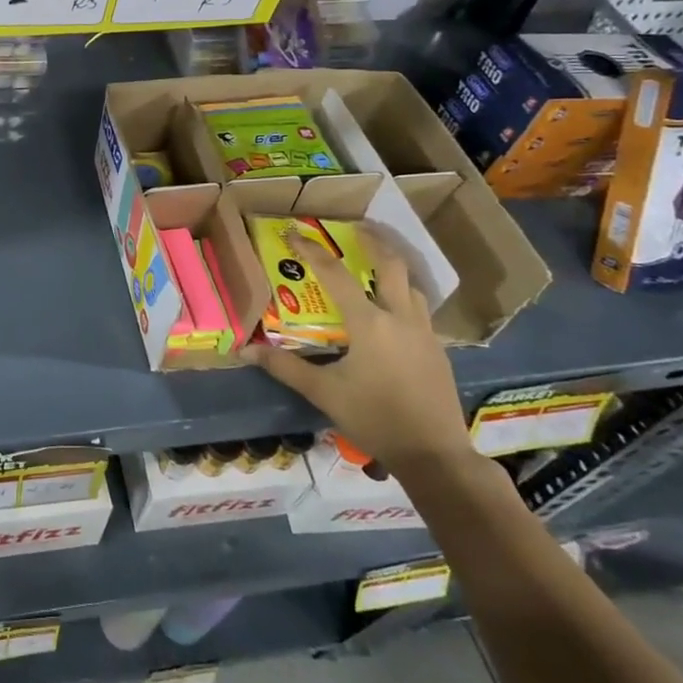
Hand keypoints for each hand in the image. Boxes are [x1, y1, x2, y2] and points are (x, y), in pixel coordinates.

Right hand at [248, 226, 475, 477]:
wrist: (434, 454)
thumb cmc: (374, 418)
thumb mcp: (323, 393)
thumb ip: (285, 367)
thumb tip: (245, 349)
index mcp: (369, 322)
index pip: (335, 274)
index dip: (312, 250)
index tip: (295, 232)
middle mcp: (400, 317)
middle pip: (390, 264)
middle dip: (373, 241)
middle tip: (355, 228)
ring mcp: (424, 332)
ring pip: (411, 285)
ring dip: (392, 268)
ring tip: (374, 263)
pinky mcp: (437, 349)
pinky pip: (419, 309)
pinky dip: (403, 295)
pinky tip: (393, 311)